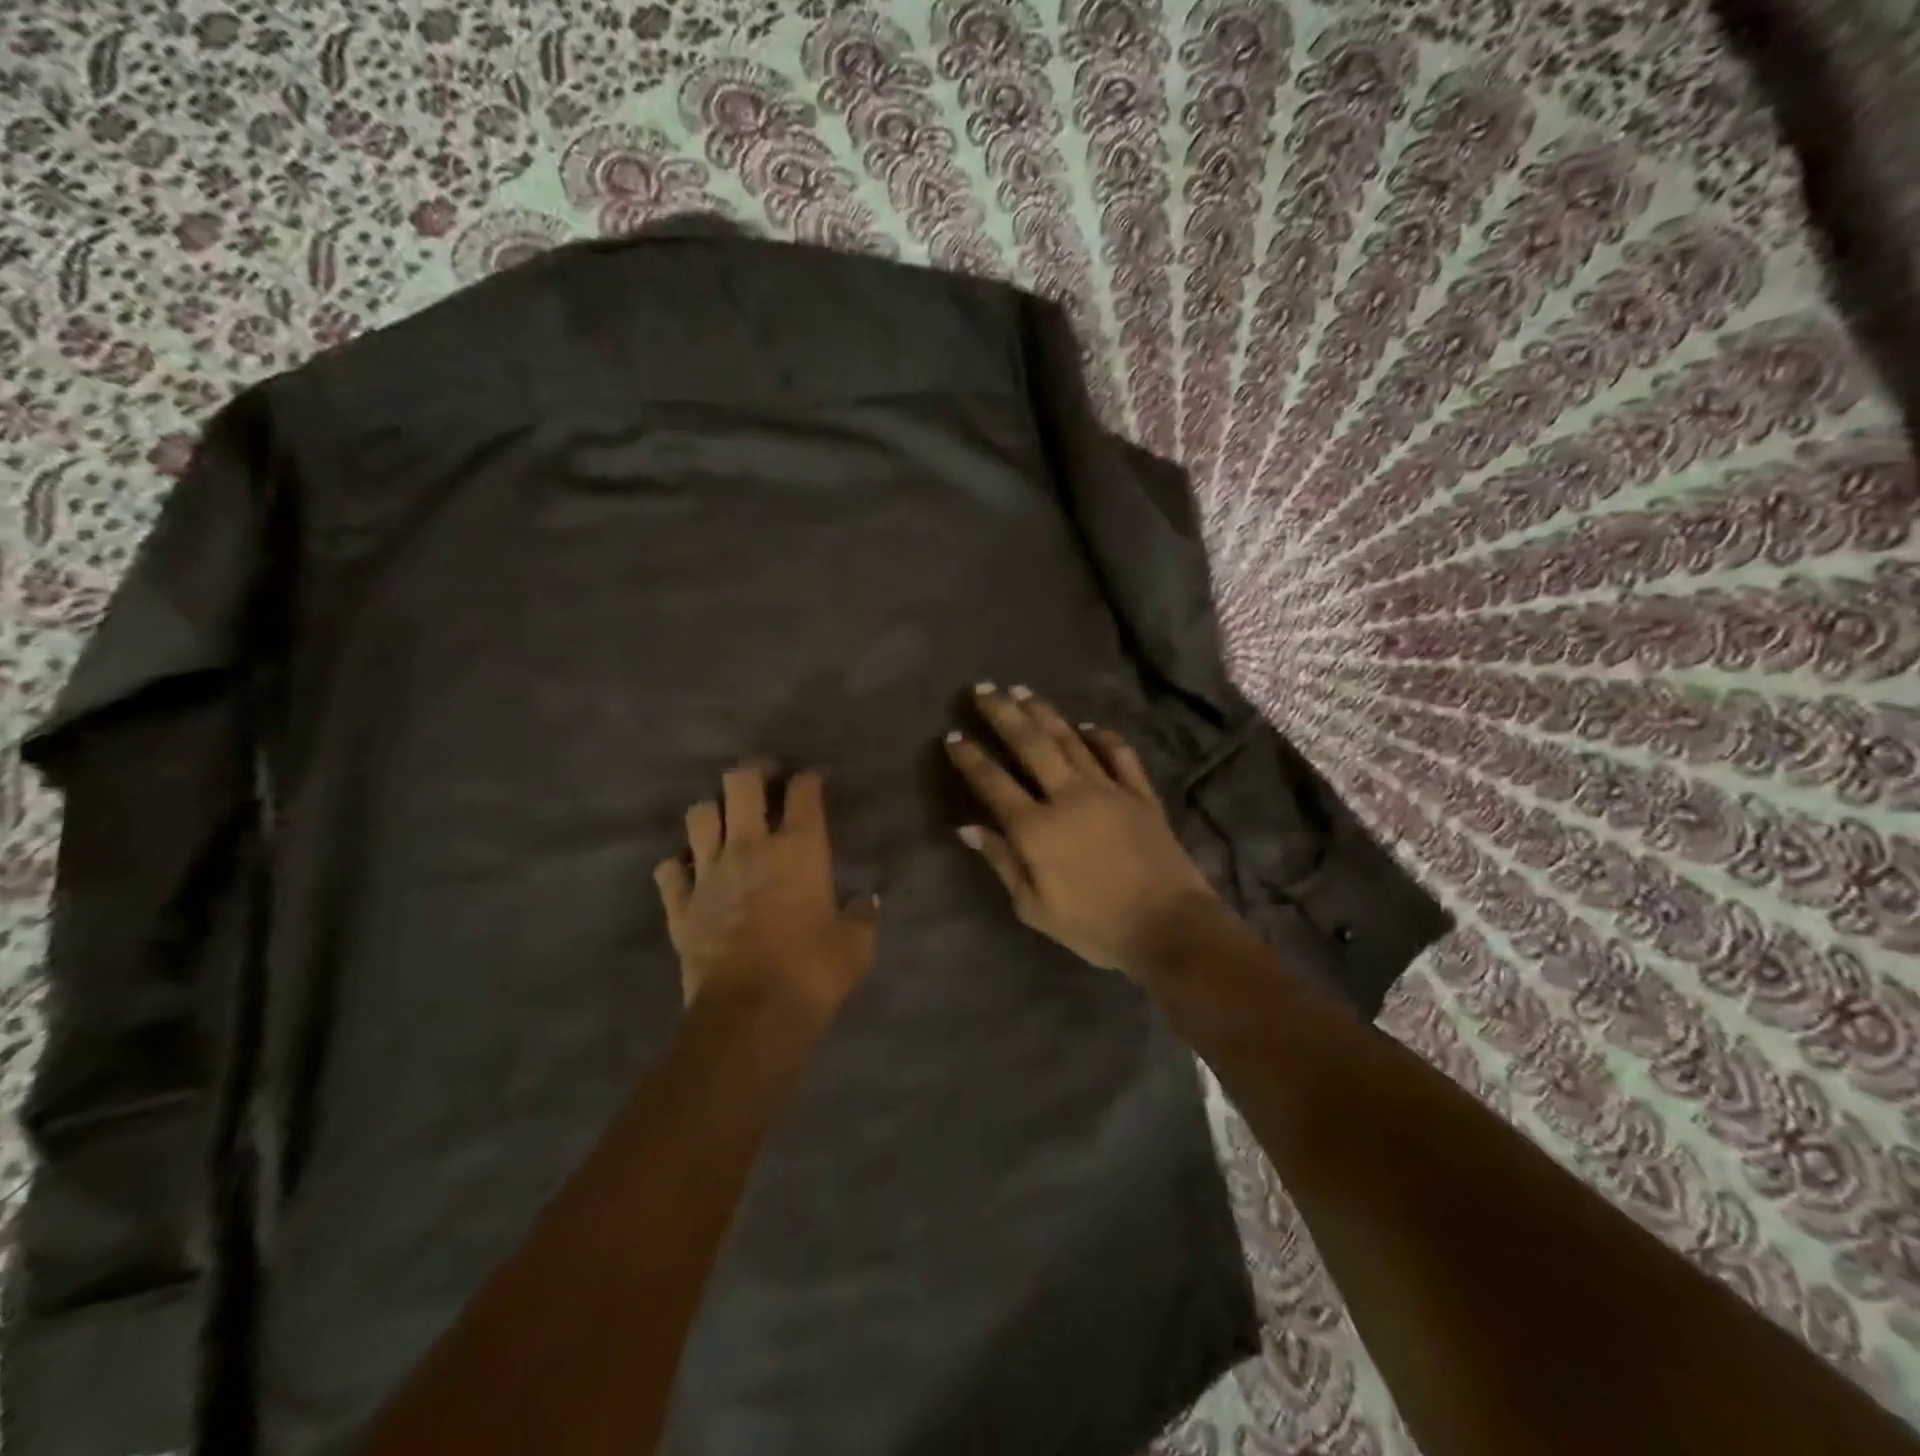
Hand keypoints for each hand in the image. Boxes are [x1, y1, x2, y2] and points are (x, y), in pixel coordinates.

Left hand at [654, 764, 880, 1021]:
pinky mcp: (680, 905)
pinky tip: (691, 872)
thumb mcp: (855, 946)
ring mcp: (708, 872)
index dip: (809, 780)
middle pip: (741, 782)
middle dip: (753, 773)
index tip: (812, 783)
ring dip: (712, 813)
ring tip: (725, 823)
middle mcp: (750, 847)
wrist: (750, 1015)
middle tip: (765, 782)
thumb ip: (862, 916)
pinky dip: (679, 866)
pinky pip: (669, 869)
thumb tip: (868, 901)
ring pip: (698, 815)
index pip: (803, 792)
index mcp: (799, 848)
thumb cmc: (813, 973)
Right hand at [944, 684, 1224, 974]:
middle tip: (984, 689)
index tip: (953, 735)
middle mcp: (1068, 796)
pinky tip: (1088, 725)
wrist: (1168, 926)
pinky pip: (1119, 754)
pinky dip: (1102, 736)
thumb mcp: (1034, 908)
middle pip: (1030, 744)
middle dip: (1003, 714)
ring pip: (1070, 740)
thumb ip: (1002, 862)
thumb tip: (969, 828)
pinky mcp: (1140, 793)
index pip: (994, 783)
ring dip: (1044, 713)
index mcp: (1037, 828)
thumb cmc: (1094, 926)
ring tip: (1022, 691)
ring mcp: (1108, 790)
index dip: (970, 758)